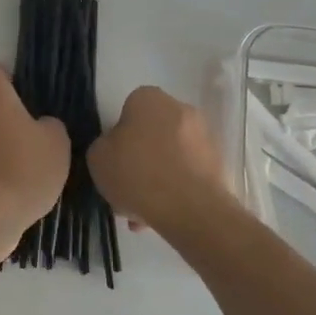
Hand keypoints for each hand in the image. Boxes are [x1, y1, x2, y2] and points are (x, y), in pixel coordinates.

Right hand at [87, 86, 237, 242]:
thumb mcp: (98, 158)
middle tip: (126, 188)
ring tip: (141, 212)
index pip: (128, 109)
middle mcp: (180, 109)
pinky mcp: (217, 164)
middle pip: (151, 134)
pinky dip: (174, 190)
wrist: (190, 208)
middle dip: (139, 160)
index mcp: (149, 98)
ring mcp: (203, 136)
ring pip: (169, 157)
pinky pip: (186, 174)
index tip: (114, 160)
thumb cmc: (137, 173)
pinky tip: (160, 216)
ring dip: (155, 179)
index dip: (118, 136)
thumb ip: (104, 146)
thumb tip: (116, 148)